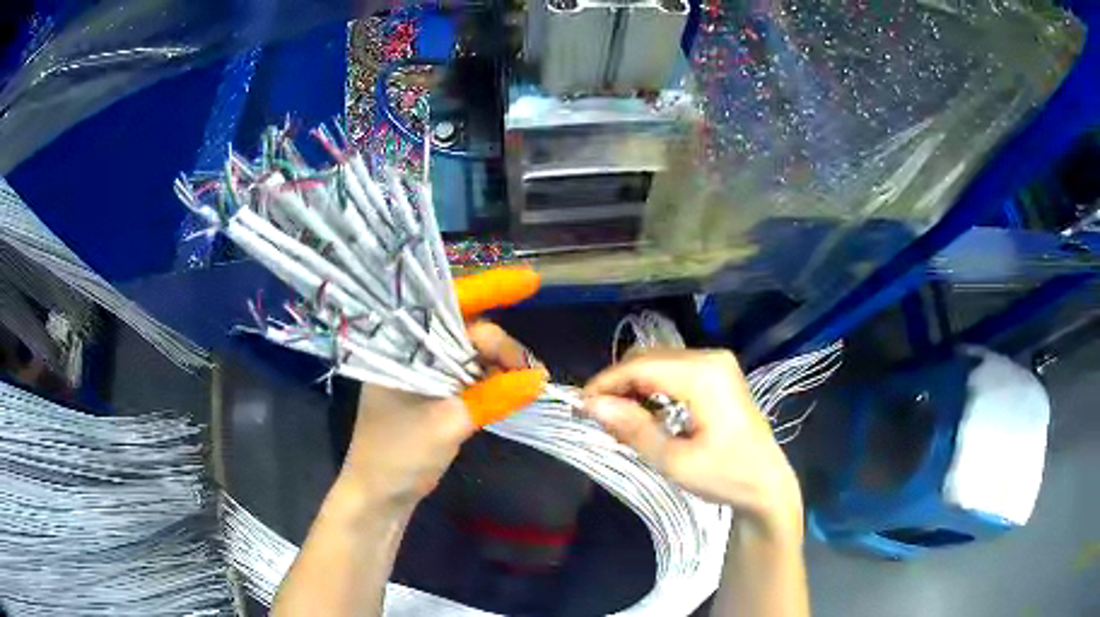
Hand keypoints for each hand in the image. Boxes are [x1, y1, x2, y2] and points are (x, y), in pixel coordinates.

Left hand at [341, 267, 545, 511]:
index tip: (530, 282)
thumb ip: (492, 397)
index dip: (489, 289)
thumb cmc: (397, 455)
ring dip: (501, 364)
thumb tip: (539, 378)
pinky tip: (513, 389)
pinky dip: (493, 381)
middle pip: (466, 329)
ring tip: (528, 383)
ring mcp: (425, 374)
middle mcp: (413, 352)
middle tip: (531, 372)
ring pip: (471, 354)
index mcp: (401, 346)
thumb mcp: (446, 424)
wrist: (379, 497)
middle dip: (501, 344)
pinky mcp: (435, 395)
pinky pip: (470, 377)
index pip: (447, 305)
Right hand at [582, 350, 802, 540]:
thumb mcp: (674, 460)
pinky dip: (653, 387)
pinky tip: (646, 413)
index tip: (580, 407)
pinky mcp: (718, 373)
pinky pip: (674, 370)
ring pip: (659, 362)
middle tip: (597, 417)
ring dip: (634, 386)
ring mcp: (717, 363)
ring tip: (618, 419)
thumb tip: (591, 405)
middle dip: (618, 384)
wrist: (767, 484)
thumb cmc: (725, 476)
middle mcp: (711, 358)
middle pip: (649, 359)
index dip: (606, 383)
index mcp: (704, 375)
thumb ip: (633, 428)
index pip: (641, 367)